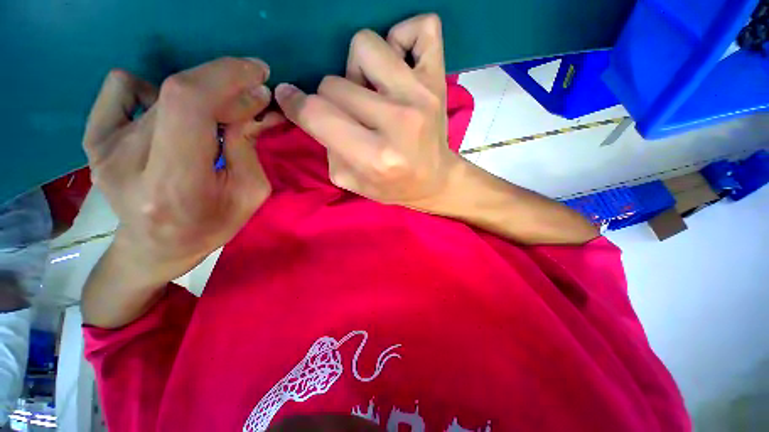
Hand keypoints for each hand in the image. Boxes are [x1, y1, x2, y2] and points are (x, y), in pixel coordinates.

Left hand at [83, 57, 277, 289]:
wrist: (156, 248)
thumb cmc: (211, 226)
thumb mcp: (249, 193)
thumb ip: (248, 145)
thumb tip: (254, 100)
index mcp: (176, 184)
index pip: (189, 104)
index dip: (225, 76)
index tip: (257, 73)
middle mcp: (130, 162)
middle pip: (178, 94)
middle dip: (225, 86)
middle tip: (249, 98)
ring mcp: (103, 148)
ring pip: (161, 91)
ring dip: (201, 98)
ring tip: (214, 124)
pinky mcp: (93, 140)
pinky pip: (121, 87)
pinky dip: (151, 90)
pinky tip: (165, 116)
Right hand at [275, 14, 461, 209]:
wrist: (435, 181)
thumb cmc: (394, 186)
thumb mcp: (352, 182)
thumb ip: (326, 149)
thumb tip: (311, 110)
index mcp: (376, 157)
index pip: (318, 114)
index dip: (295, 104)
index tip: (291, 100)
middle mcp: (398, 122)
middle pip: (334, 82)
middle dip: (331, 99)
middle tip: (350, 115)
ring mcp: (421, 95)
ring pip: (365, 46)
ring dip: (358, 69)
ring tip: (372, 93)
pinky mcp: (438, 79)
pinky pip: (422, 28)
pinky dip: (404, 38)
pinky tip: (400, 67)